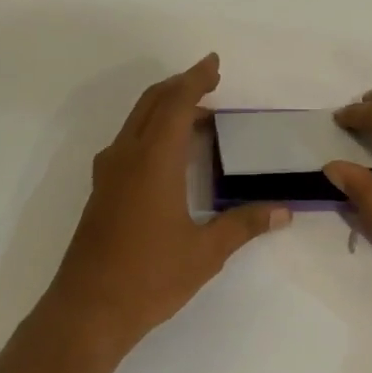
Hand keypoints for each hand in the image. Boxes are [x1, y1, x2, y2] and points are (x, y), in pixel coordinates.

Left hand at [45, 54, 289, 353]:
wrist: (88, 309)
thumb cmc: (150, 277)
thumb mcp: (205, 252)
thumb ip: (243, 225)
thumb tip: (283, 211)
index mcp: (153, 161)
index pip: (175, 104)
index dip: (195, 79)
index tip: (213, 64)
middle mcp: (126, 157)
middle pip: (151, 104)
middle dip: (180, 87)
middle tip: (210, 82)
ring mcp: (108, 174)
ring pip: (136, 122)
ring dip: (164, 109)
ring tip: (197, 116)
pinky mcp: (101, 192)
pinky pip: (128, 143)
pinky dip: (151, 132)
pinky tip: (169, 155)